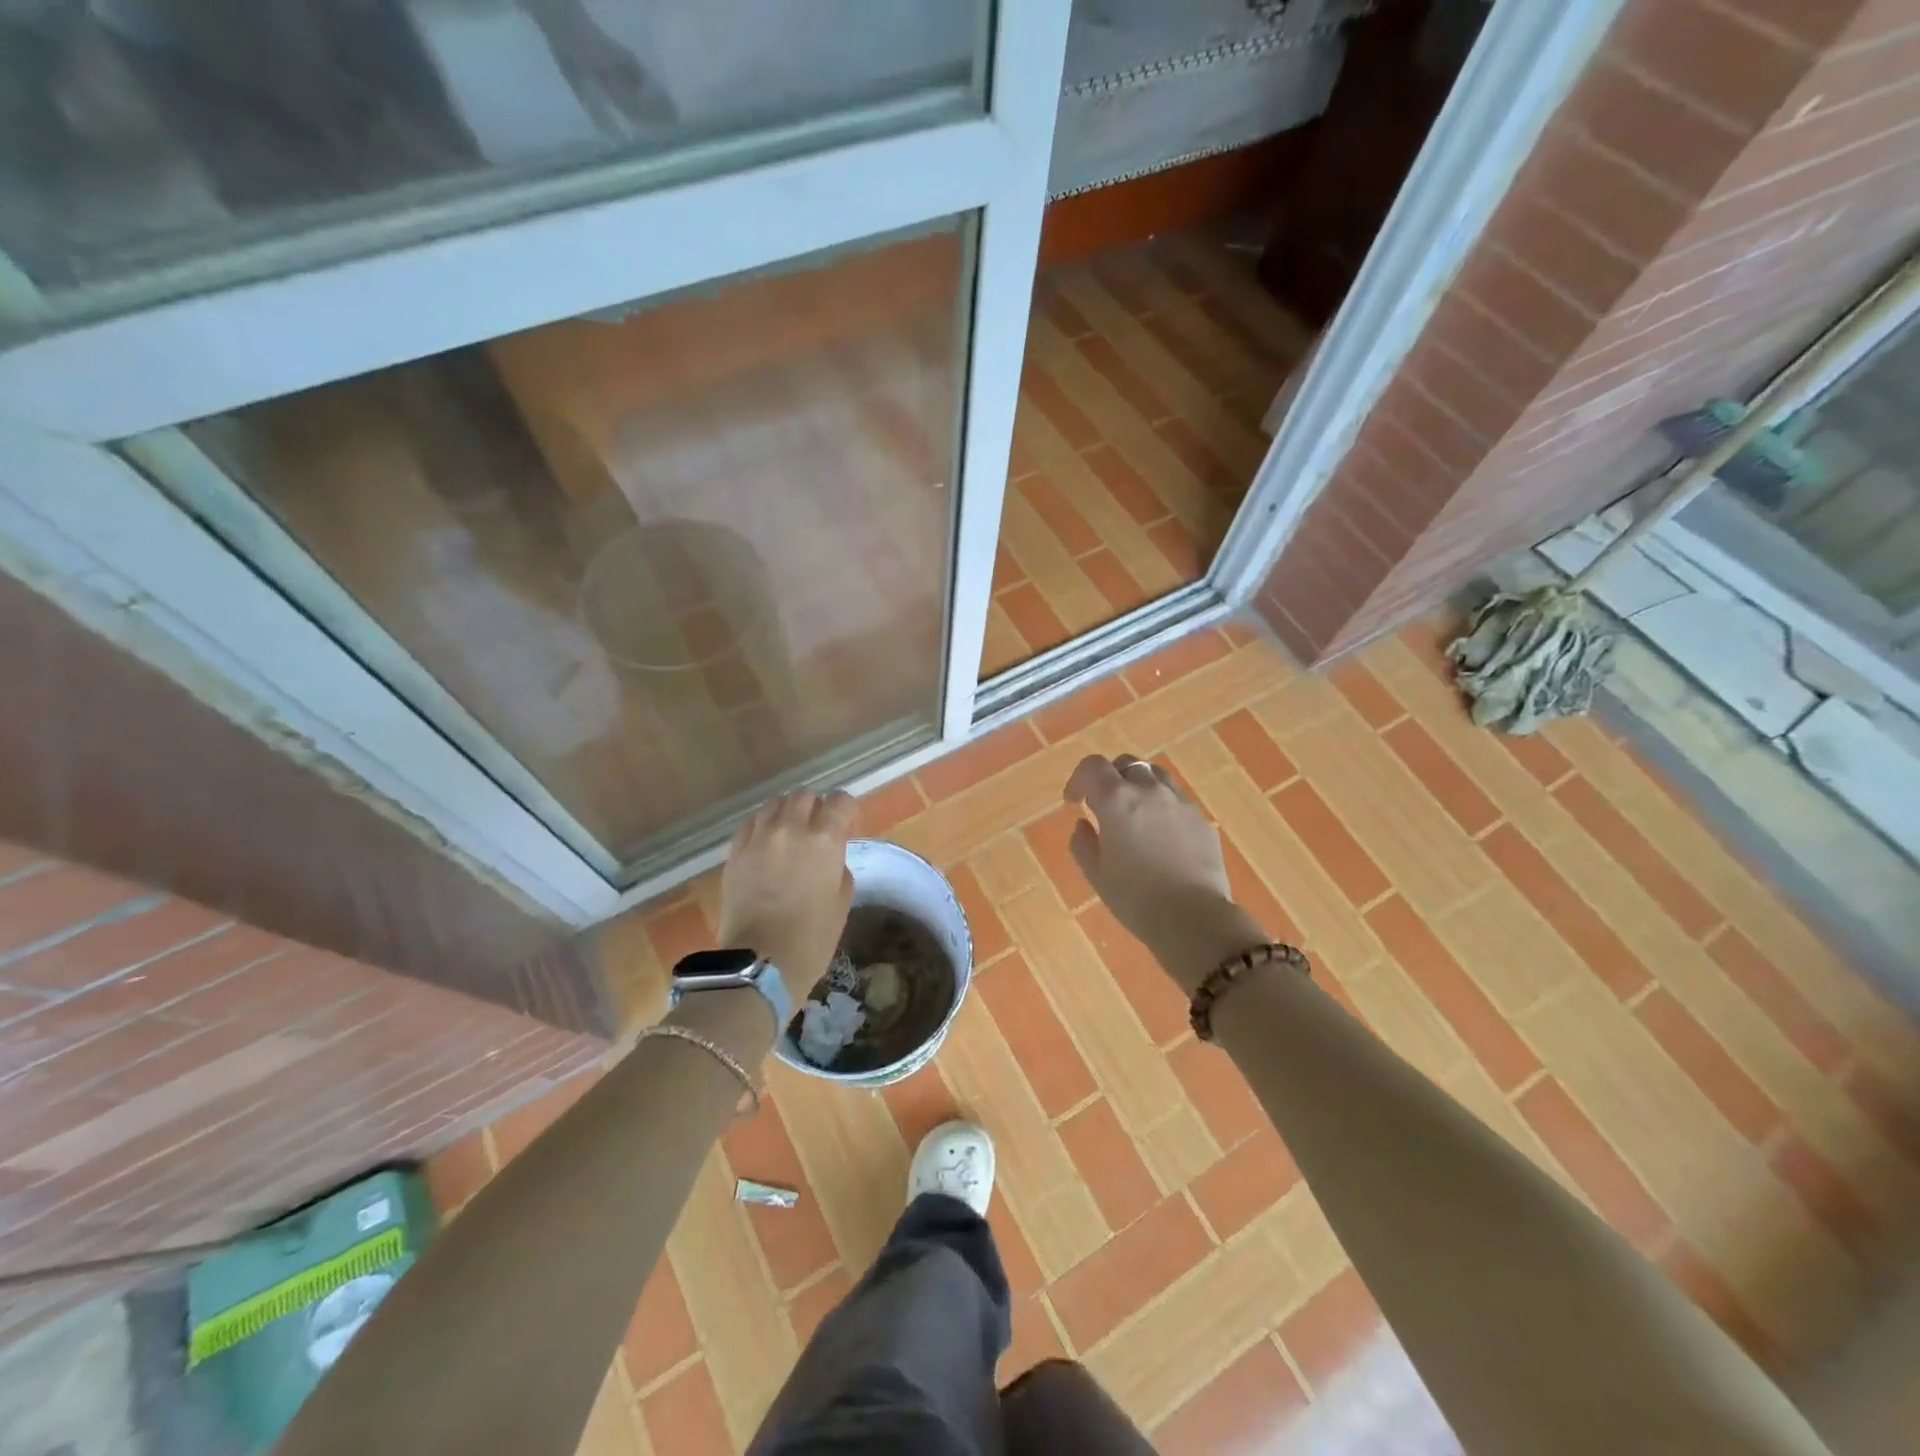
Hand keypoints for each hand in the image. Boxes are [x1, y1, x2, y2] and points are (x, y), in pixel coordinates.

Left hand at [718, 791, 857, 996]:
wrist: (760, 962)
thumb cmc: (812, 938)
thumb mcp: (842, 902)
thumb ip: (840, 867)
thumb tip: (830, 857)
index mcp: (824, 840)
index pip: (840, 801)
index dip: (846, 811)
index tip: (846, 826)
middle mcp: (791, 829)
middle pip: (805, 796)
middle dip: (815, 808)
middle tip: (817, 829)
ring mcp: (759, 838)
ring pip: (775, 804)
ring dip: (787, 813)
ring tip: (789, 834)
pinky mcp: (735, 852)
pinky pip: (751, 823)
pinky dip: (763, 826)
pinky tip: (766, 844)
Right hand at [1065, 755, 1267, 991]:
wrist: (1194, 918)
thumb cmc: (1135, 898)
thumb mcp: (1096, 874)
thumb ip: (1083, 843)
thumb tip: (1084, 825)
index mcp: (1116, 800)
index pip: (1092, 767)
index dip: (1078, 779)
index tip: (1073, 802)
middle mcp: (1149, 790)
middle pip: (1126, 764)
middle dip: (1109, 778)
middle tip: (1102, 805)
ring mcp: (1179, 802)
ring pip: (1155, 775)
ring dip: (1138, 785)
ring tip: (1134, 812)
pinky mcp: (1200, 819)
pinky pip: (1176, 799)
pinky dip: (1161, 805)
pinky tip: (1160, 833)